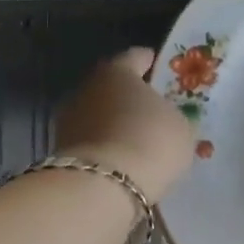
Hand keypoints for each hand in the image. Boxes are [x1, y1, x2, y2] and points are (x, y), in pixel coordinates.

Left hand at [54, 48, 196, 201]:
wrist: (103, 186)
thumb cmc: (150, 142)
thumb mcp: (181, 128)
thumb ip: (175, 116)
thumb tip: (167, 119)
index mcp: (117, 71)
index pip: (135, 57)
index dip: (151, 62)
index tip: (161, 68)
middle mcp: (88, 88)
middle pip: (113, 87)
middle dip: (132, 97)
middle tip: (154, 109)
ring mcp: (70, 119)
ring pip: (100, 115)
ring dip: (117, 124)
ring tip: (140, 140)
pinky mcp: (63, 150)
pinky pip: (93, 142)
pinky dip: (107, 147)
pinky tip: (124, 160)